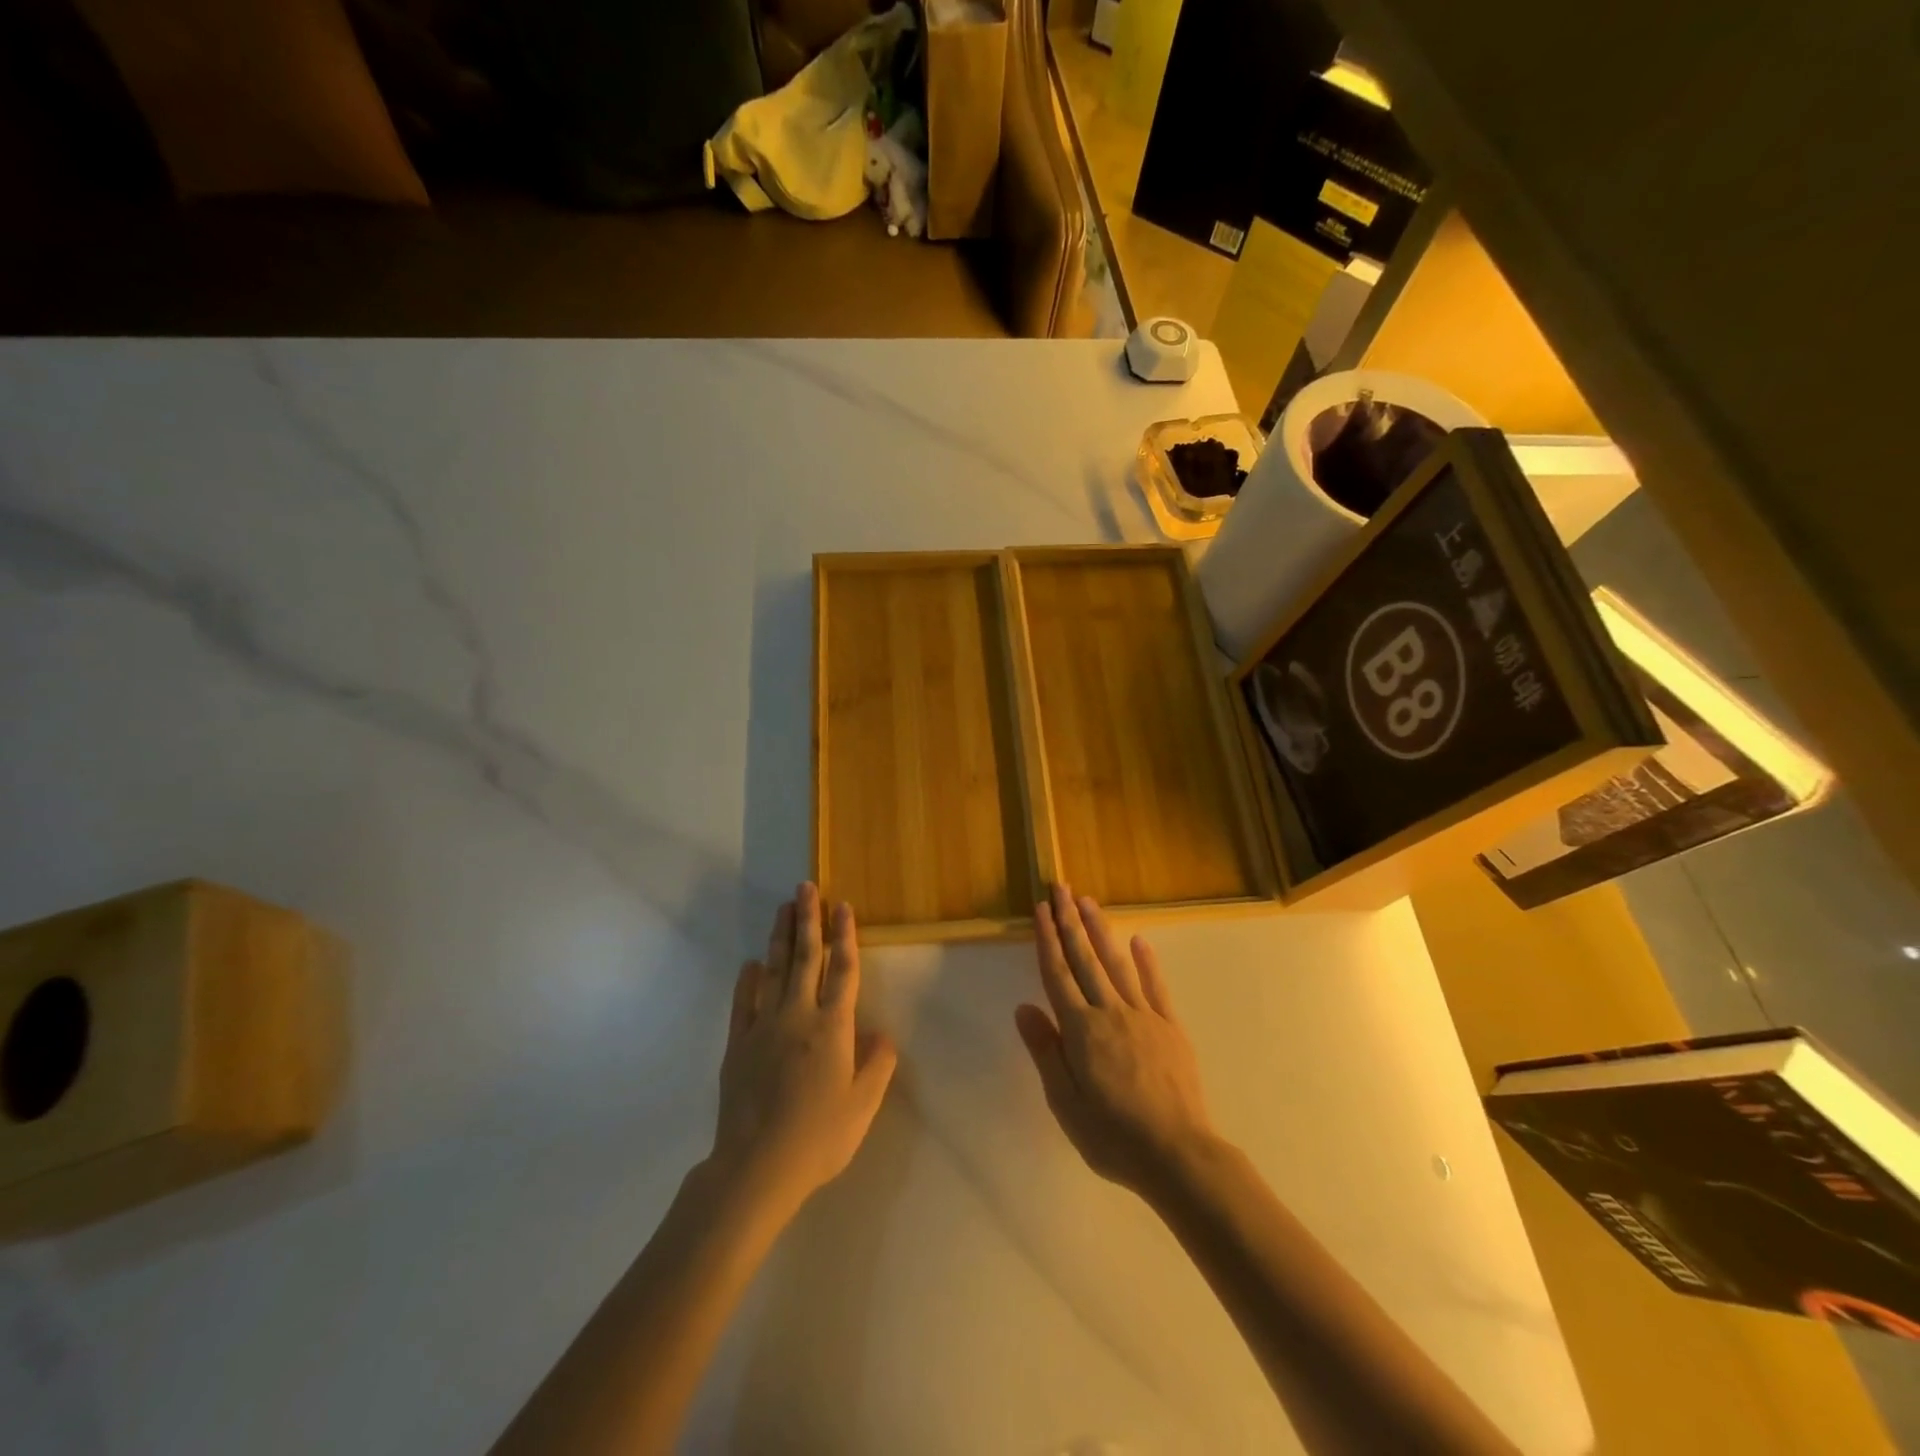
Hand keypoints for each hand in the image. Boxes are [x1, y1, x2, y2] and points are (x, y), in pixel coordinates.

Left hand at [711, 883, 897, 1218]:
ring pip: (774, 971)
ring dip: (781, 938)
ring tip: (784, 909)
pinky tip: (752, 964)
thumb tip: (881, 1033)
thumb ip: (877, 1064)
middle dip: (808, 920)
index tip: (843, 906)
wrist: (756, 1166)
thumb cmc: (819, 1136)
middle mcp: (798, 1015)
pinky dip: (749, 980)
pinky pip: (744, 1002)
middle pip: (806, 958)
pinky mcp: (738, 1043)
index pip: (842, 969)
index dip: (845, 935)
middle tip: (806, 887)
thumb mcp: (863, 1106)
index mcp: (832, 1026)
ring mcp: (764, 1026)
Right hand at [1015, 885, 1217, 1196]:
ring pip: (1117, 964)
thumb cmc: (1112, 1135)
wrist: (1178, 1154)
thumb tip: (1024, 1007)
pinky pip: (1155, 986)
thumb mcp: (1065, 1102)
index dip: (1048, 940)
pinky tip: (1138, 941)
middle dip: (1070, 921)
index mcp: (1081, 1030)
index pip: (1057, 974)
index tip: (1041, 909)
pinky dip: (1146, 962)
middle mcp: (1110, 1012)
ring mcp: (1144, 1016)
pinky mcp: (1170, 1027)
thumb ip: (1045, 1051)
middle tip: (1061, 888)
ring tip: (1088, 902)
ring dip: (1100, 930)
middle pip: (1085, 959)